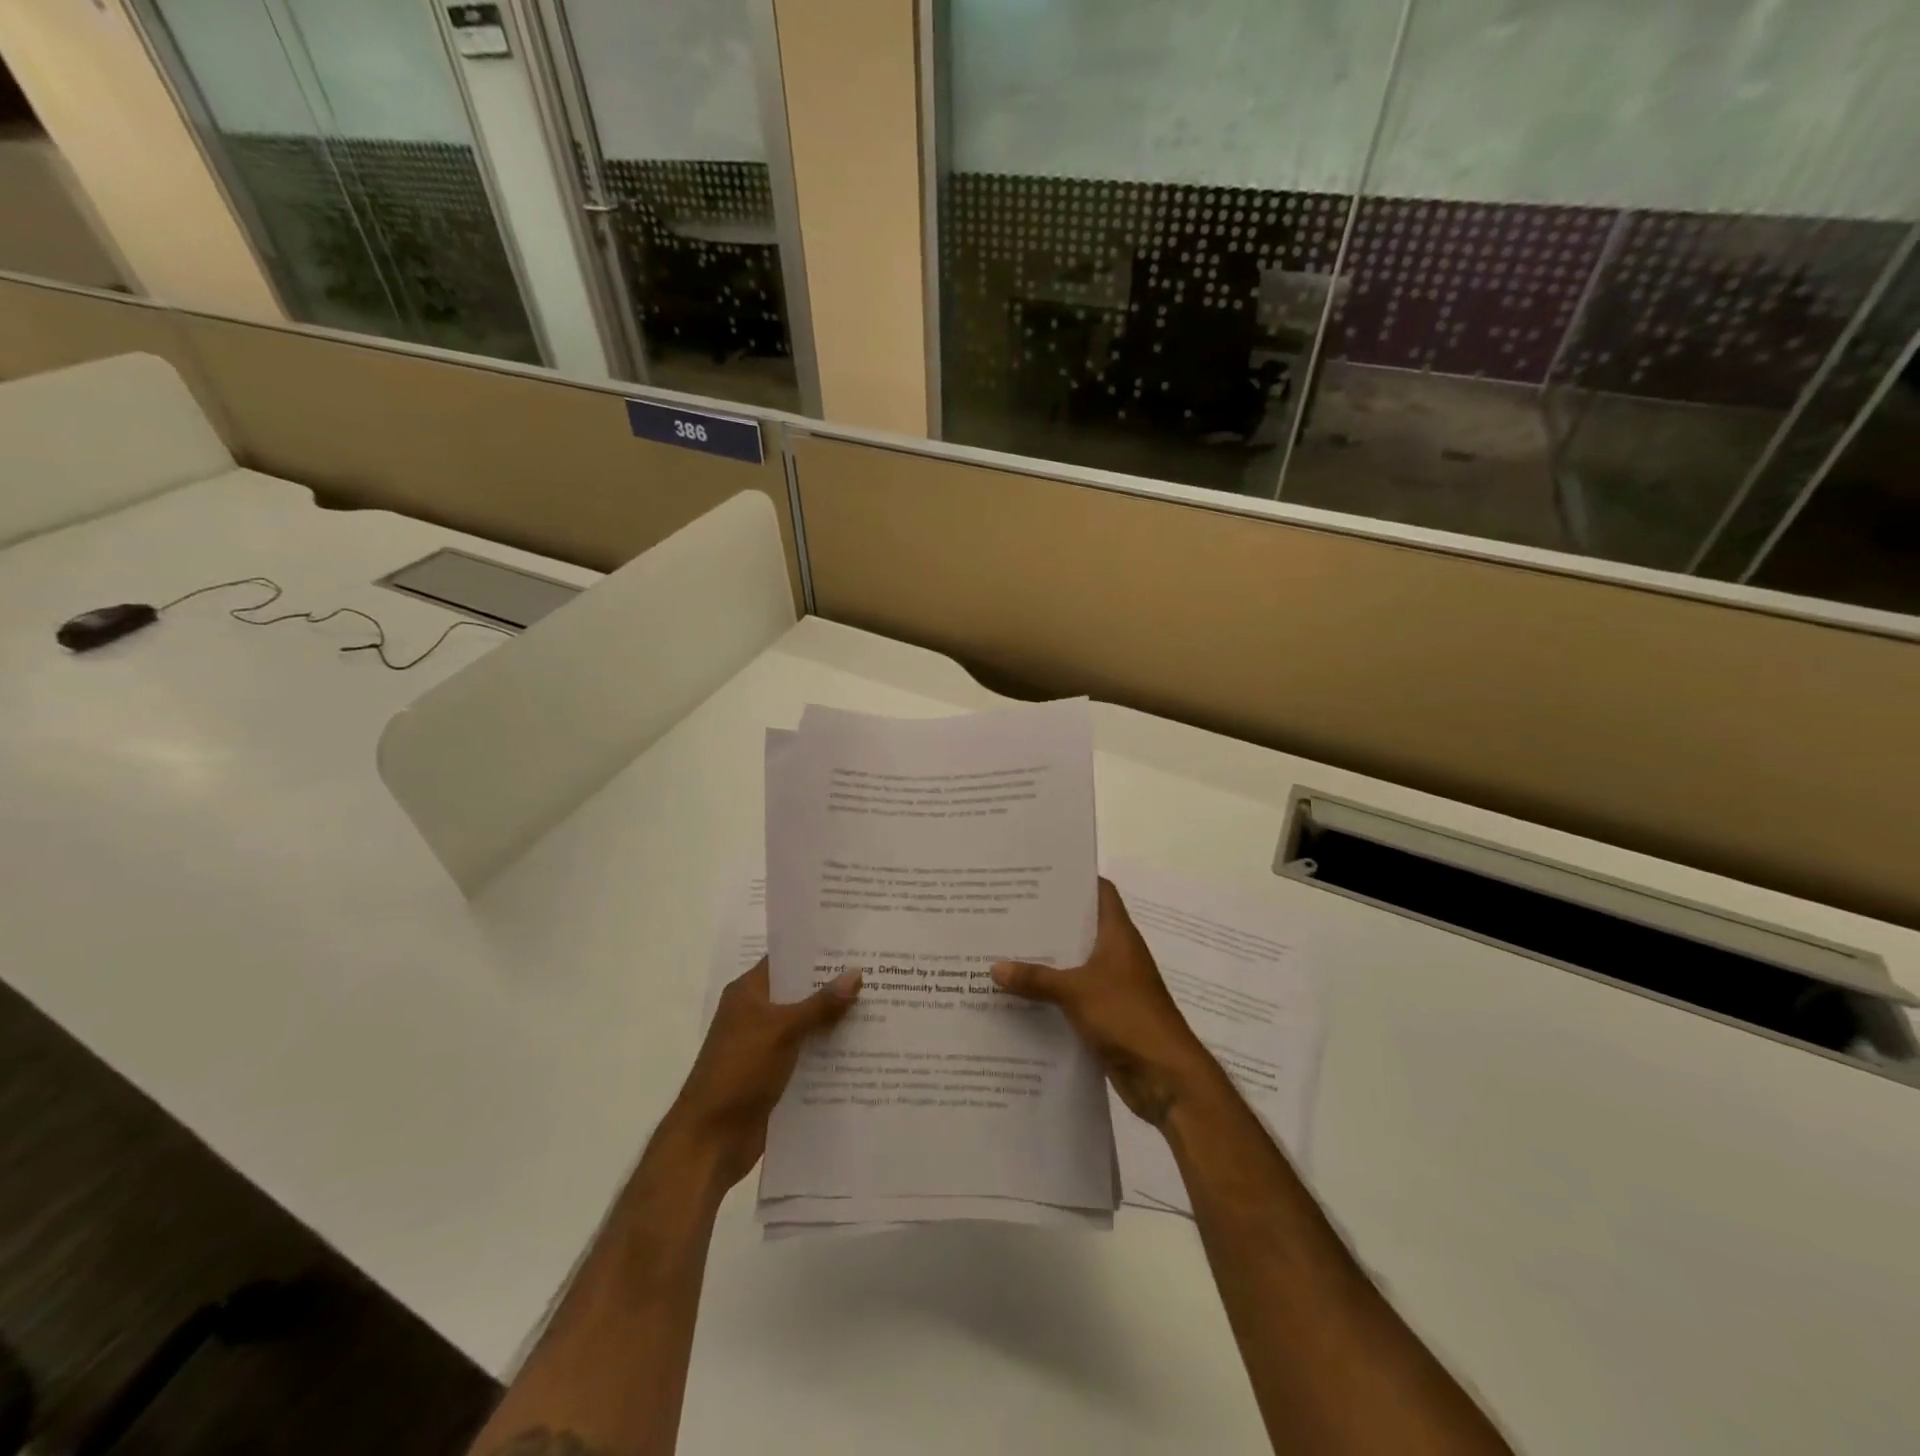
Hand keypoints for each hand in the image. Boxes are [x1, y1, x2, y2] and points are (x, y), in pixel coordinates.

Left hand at [664, 959, 860, 1189]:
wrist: (710, 1140)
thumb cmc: (739, 1071)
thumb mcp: (782, 1030)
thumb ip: (820, 1004)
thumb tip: (857, 973)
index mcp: (749, 993)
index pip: (787, 960)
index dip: (818, 952)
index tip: (856, 944)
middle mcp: (758, 1014)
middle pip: (802, 992)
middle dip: (836, 987)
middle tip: (880, 974)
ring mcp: (767, 1046)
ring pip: (809, 1025)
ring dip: (838, 1021)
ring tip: (883, 1007)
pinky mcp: (777, 1075)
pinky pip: (810, 1055)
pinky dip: (832, 1052)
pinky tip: (866, 1049)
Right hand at [993, 878, 1218, 1125]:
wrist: (1165, 1077)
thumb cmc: (1128, 1017)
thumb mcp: (1076, 991)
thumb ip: (1036, 979)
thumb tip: (994, 967)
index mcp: (1118, 935)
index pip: (1100, 891)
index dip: (1075, 878)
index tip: (1039, 874)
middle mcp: (1116, 954)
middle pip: (1080, 927)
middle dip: (1047, 921)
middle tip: (1006, 911)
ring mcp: (1112, 986)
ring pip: (1073, 964)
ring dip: (1045, 960)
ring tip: (1003, 949)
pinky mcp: (1105, 1015)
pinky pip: (1071, 996)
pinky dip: (1050, 994)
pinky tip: (1017, 995)